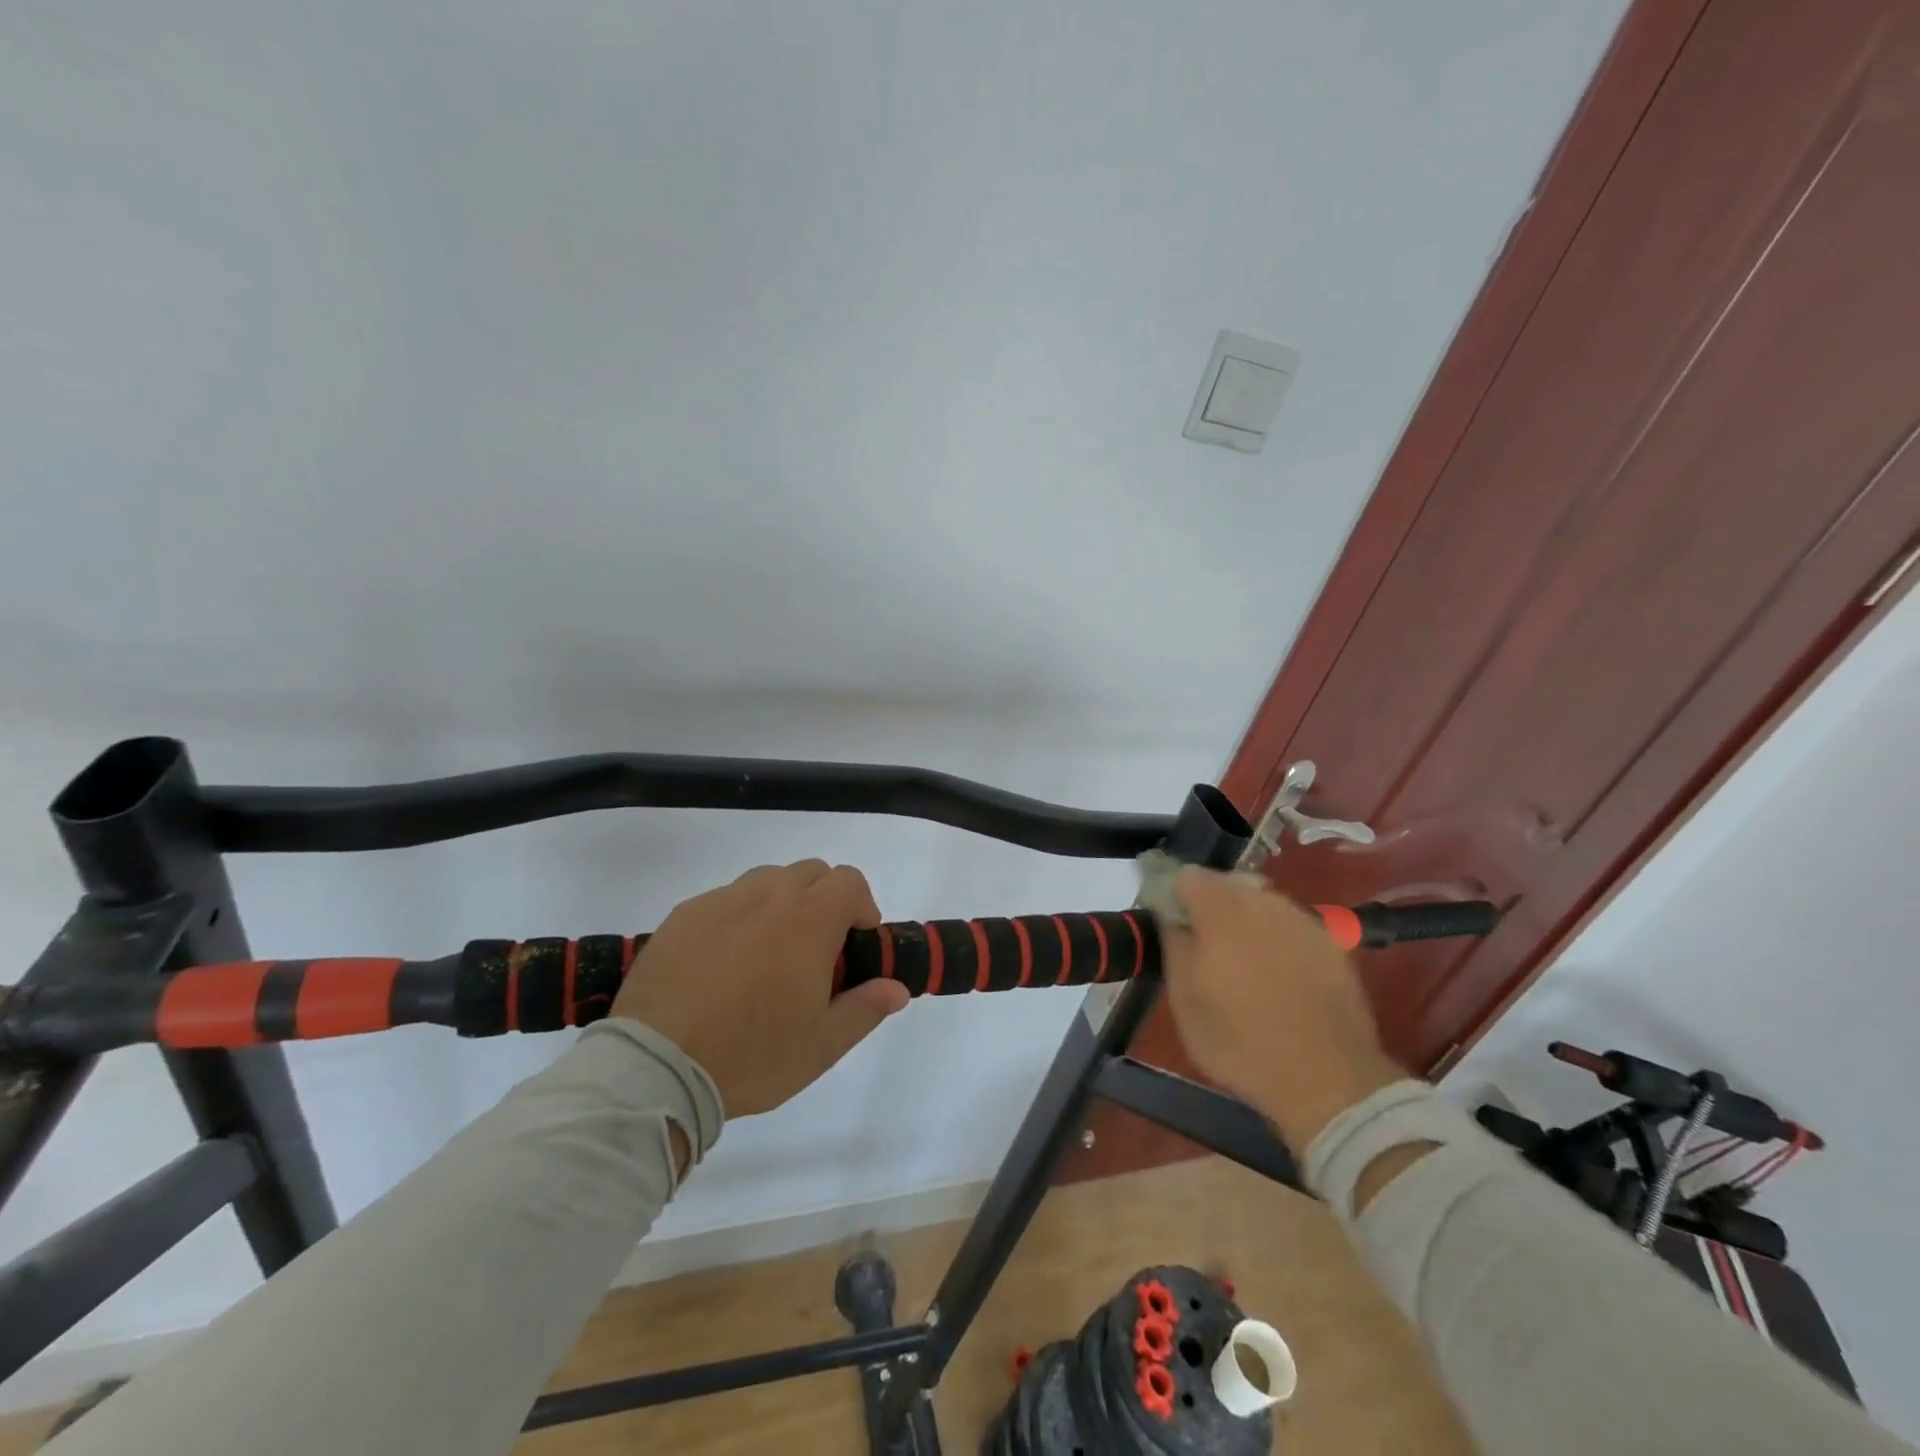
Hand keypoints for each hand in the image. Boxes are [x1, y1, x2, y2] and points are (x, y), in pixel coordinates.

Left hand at [612, 861, 910, 1117]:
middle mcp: (767, 898)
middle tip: (814, 949)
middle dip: (823, 899)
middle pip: (809, 872)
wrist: (656, 1069)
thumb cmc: (751, 1056)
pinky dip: (736, 916)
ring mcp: (719, 903)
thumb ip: (865, 1008)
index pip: (848, 880)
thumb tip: (897, 988)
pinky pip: (722, 899)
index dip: (861, 905)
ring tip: (767, 952)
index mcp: (808, 922)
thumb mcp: (822, 1046)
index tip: (855, 942)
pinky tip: (722, 962)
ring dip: (780, 902)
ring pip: (765, 880)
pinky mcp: (681, 916)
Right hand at [1160, 867, 1406, 1150]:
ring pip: (1261, 903)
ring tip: (1243, 962)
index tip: (1171, 923)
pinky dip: (1277, 939)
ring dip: (1246, 920)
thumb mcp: (1184, 1001)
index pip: (1187, 876)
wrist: (1328, 1079)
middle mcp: (1263, 902)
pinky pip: (1290, 926)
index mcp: (1220, 910)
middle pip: (1227, 884)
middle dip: (1211, 906)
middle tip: (1204, 946)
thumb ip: (1174, 945)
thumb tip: (1170, 915)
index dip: (1174, 895)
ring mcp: (1302, 919)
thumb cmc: (1240, 1042)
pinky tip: (1278, 975)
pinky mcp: (1332, 943)